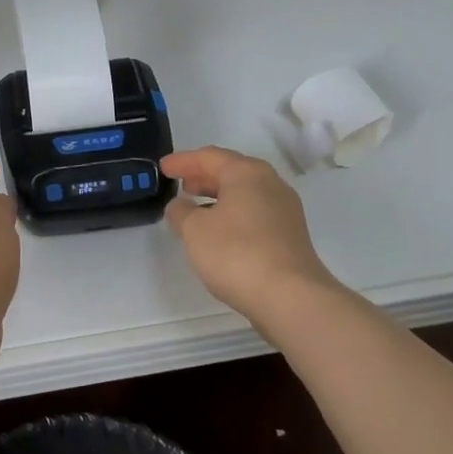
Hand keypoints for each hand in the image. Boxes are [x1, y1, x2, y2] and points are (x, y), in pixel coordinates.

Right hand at [162, 146, 341, 336]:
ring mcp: (285, 210)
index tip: (162, 168)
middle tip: (180, 185)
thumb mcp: (195, 230)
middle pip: (231, 172)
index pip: (209, 157)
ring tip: (195, 209)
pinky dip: (233, 214)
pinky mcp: (290, 235)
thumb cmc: (236, 253)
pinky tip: (219, 232)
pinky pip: (254, 213)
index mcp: (247, 173)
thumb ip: (181, 212)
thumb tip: (179, 205)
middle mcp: (271, 184)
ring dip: (218, 197)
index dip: (183, 161)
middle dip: (203, 177)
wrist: (290, 297)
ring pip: (244, 194)